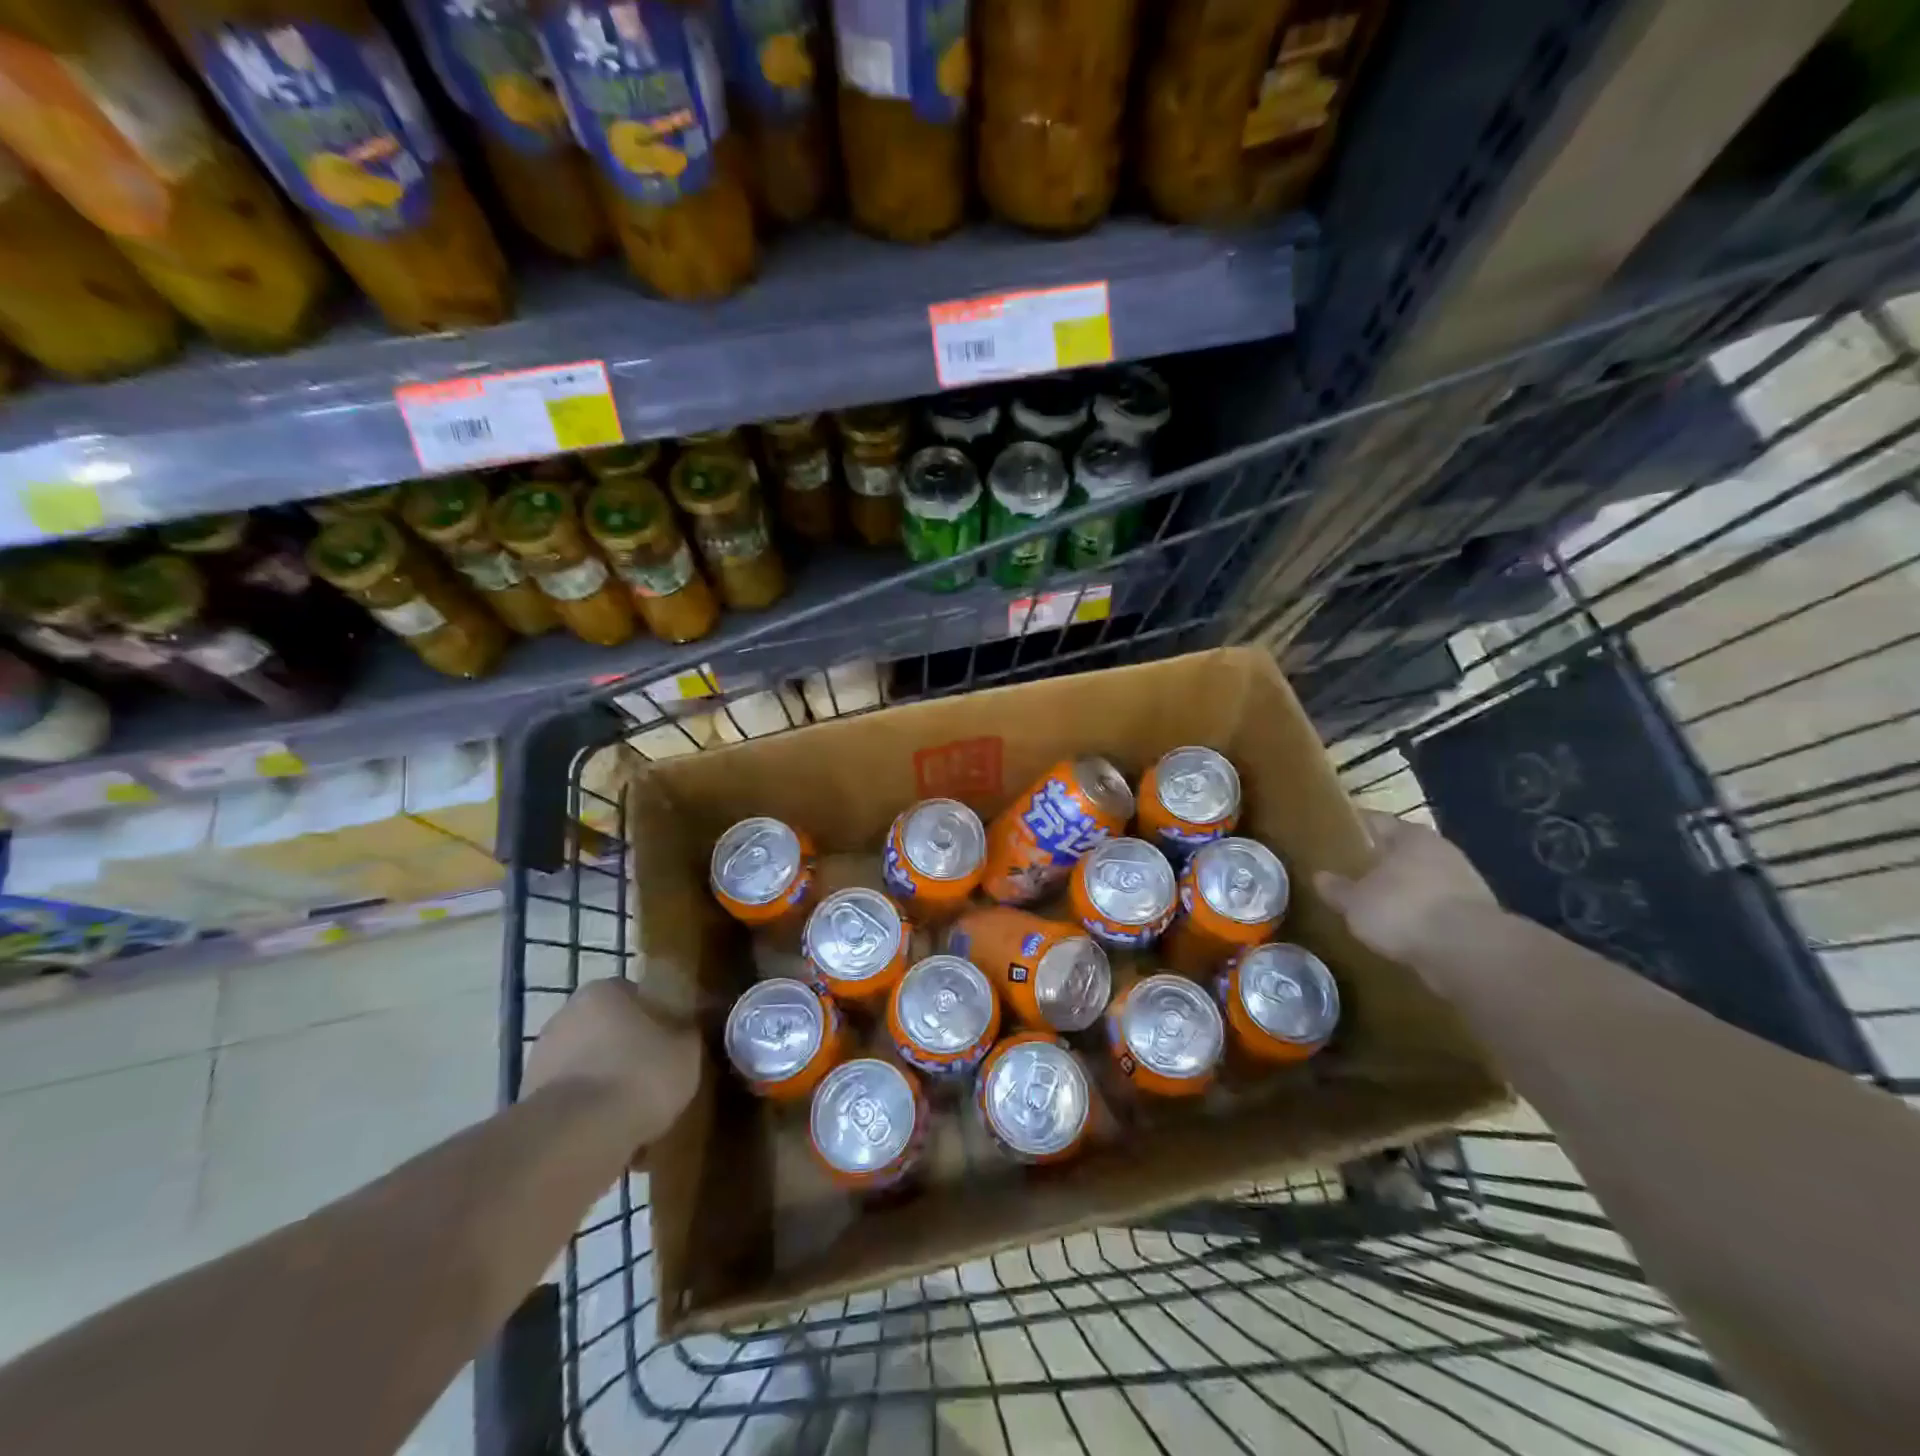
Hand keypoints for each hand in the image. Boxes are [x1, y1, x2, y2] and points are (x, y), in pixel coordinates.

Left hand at [523, 978, 700, 1151]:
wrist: (577, 1138)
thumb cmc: (640, 1076)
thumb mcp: (687, 1050)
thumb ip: (687, 1034)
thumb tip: (686, 1031)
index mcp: (603, 991)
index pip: (636, 995)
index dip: (658, 1018)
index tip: (673, 1044)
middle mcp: (566, 1016)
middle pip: (608, 1031)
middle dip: (628, 1053)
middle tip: (656, 1079)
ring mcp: (541, 1060)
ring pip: (588, 1068)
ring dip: (607, 1086)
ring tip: (636, 1117)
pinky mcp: (528, 1104)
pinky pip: (572, 1103)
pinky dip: (588, 1116)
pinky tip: (612, 1138)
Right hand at [1315, 811, 1495, 963]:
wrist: (1469, 952)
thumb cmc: (1403, 910)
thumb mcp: (1356, 902)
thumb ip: (1338, 889)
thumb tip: (1320, 877)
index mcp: (1410, 836)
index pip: (1378, 821)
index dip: (1357, 827)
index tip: (1338, 834)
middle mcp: (1441, 851)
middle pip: (1404, 849)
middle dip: (1382, 859)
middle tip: (1355, 869)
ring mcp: (1464, 883)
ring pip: (1424, 878)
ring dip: (1405, 888)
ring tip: (1378, 902)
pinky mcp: (1477, 915)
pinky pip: (1438, 907)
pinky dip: (1422, 914)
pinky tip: (1404, 928)